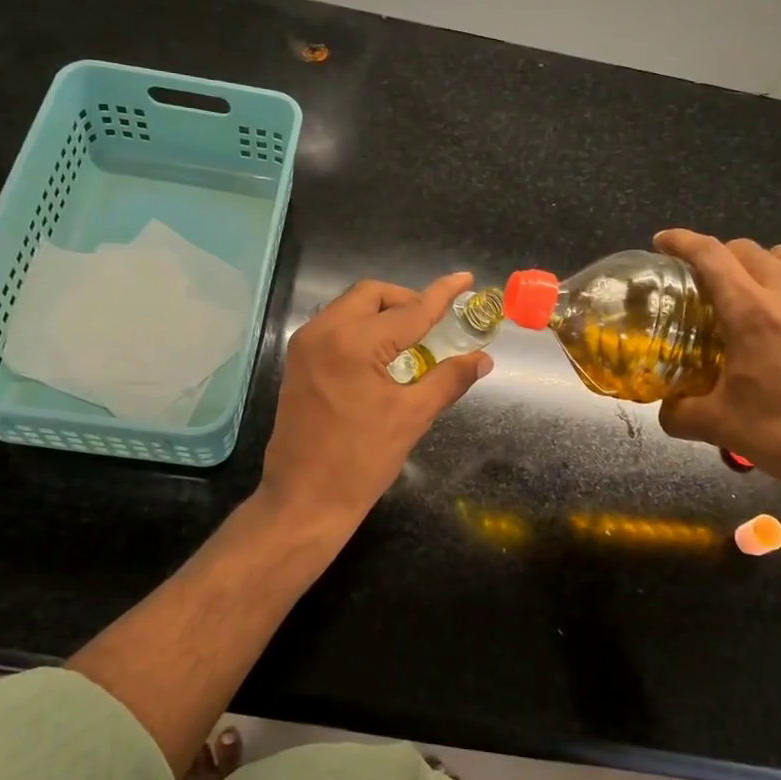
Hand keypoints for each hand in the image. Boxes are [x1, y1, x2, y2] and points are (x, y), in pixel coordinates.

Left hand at [261, 272, 491, 542]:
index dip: (441, 295)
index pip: (409, 310)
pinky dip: (363, 328)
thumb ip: (449, 379)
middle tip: (435, 322)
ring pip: (351, 307)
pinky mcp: (298, 362)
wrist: (303, 500)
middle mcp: (323, 331)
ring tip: (413, 340)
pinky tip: (383, 356)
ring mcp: (305, 346)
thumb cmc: (361, 461)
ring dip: (384, 313)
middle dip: (407, 300)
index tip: (464, 279)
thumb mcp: (412, 417)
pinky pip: (335, 327)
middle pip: (372, 294)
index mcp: (353, 342)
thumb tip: (482, 359)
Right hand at [654, 229, 780, 505]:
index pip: (709, 256)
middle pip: (750, 250)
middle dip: (723, 257)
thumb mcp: (719, 427)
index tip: (664, 241)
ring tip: (766, 289)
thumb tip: (665, 409)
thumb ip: (679, 413)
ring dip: (771, 264)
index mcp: (750, 313)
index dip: (681, 241)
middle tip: (713, 283)